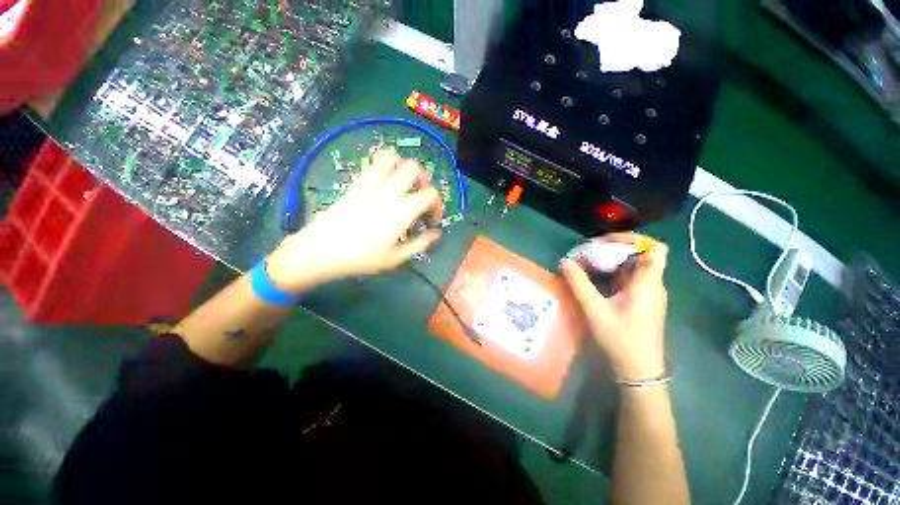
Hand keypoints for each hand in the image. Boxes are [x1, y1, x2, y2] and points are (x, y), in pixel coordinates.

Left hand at [266, 149, 442, 292]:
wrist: (321, 251)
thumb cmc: (361, 258)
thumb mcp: (395, 258)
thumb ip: (419, 244)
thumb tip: (436, 234)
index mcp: (401, 211)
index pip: (430, 194)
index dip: (437, 203)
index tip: (432, 218)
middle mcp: (388, 192)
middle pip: (413, 168)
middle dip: (423, 179)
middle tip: (419, 195)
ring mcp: (370, 185)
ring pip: (391, 157)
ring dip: (402, 166)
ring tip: (402, 183)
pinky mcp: (355, 184)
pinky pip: (372, 164)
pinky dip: (384, 166)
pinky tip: (384, 182)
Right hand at [561, 233, 668, 380]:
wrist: (638, 370)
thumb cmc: (621, 339)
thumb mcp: (595, 310)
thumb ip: (579, 284)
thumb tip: (565, 262)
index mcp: (647, 284)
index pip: (655, 248)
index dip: (633, 239)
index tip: (607, 241)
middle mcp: (652, 285)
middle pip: (640, 255)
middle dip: (614, 249)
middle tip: (589, 251)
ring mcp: (648, 294)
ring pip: (633, 267)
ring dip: (611, 261)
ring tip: (588, 262)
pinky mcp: (642, 302)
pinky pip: (629, 279)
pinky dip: (613, 273)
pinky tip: (596, 279)